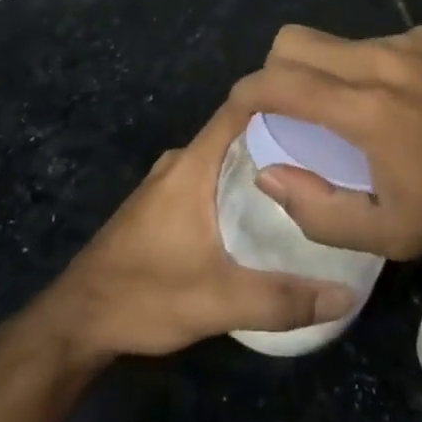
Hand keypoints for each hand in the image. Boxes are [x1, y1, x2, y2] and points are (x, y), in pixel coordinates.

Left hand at [45, 98, 356, 358]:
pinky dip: (241, 183)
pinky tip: (268, 210)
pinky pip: (213, 177)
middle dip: (283, 135)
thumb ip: (282, 299)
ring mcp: (169, 182)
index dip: (280, 98)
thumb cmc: (143, 296)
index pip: (240, 108)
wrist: (76, 322)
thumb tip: (345, 295)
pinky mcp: (163, 204)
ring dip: (262, 162)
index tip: (324, 106)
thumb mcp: (217, 303)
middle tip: (333, 150)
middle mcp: (181, 162)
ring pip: (226, 157)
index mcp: (192, 165)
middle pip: (239, 132)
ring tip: (311, 178)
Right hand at [229, 25, 421, 258]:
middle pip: (297, 40)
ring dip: (328, 71)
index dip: (249, 90)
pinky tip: (397, 98)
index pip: (281, 81)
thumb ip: (316, 209)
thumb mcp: (384, 233)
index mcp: (366, 110)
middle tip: (293, 107)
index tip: (242, 107)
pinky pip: (377, 42)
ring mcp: (410, 42)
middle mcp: (382, 62)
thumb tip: (268, 173)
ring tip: (354, 110)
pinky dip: (369, 66)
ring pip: (338, 41)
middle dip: (279, 69)